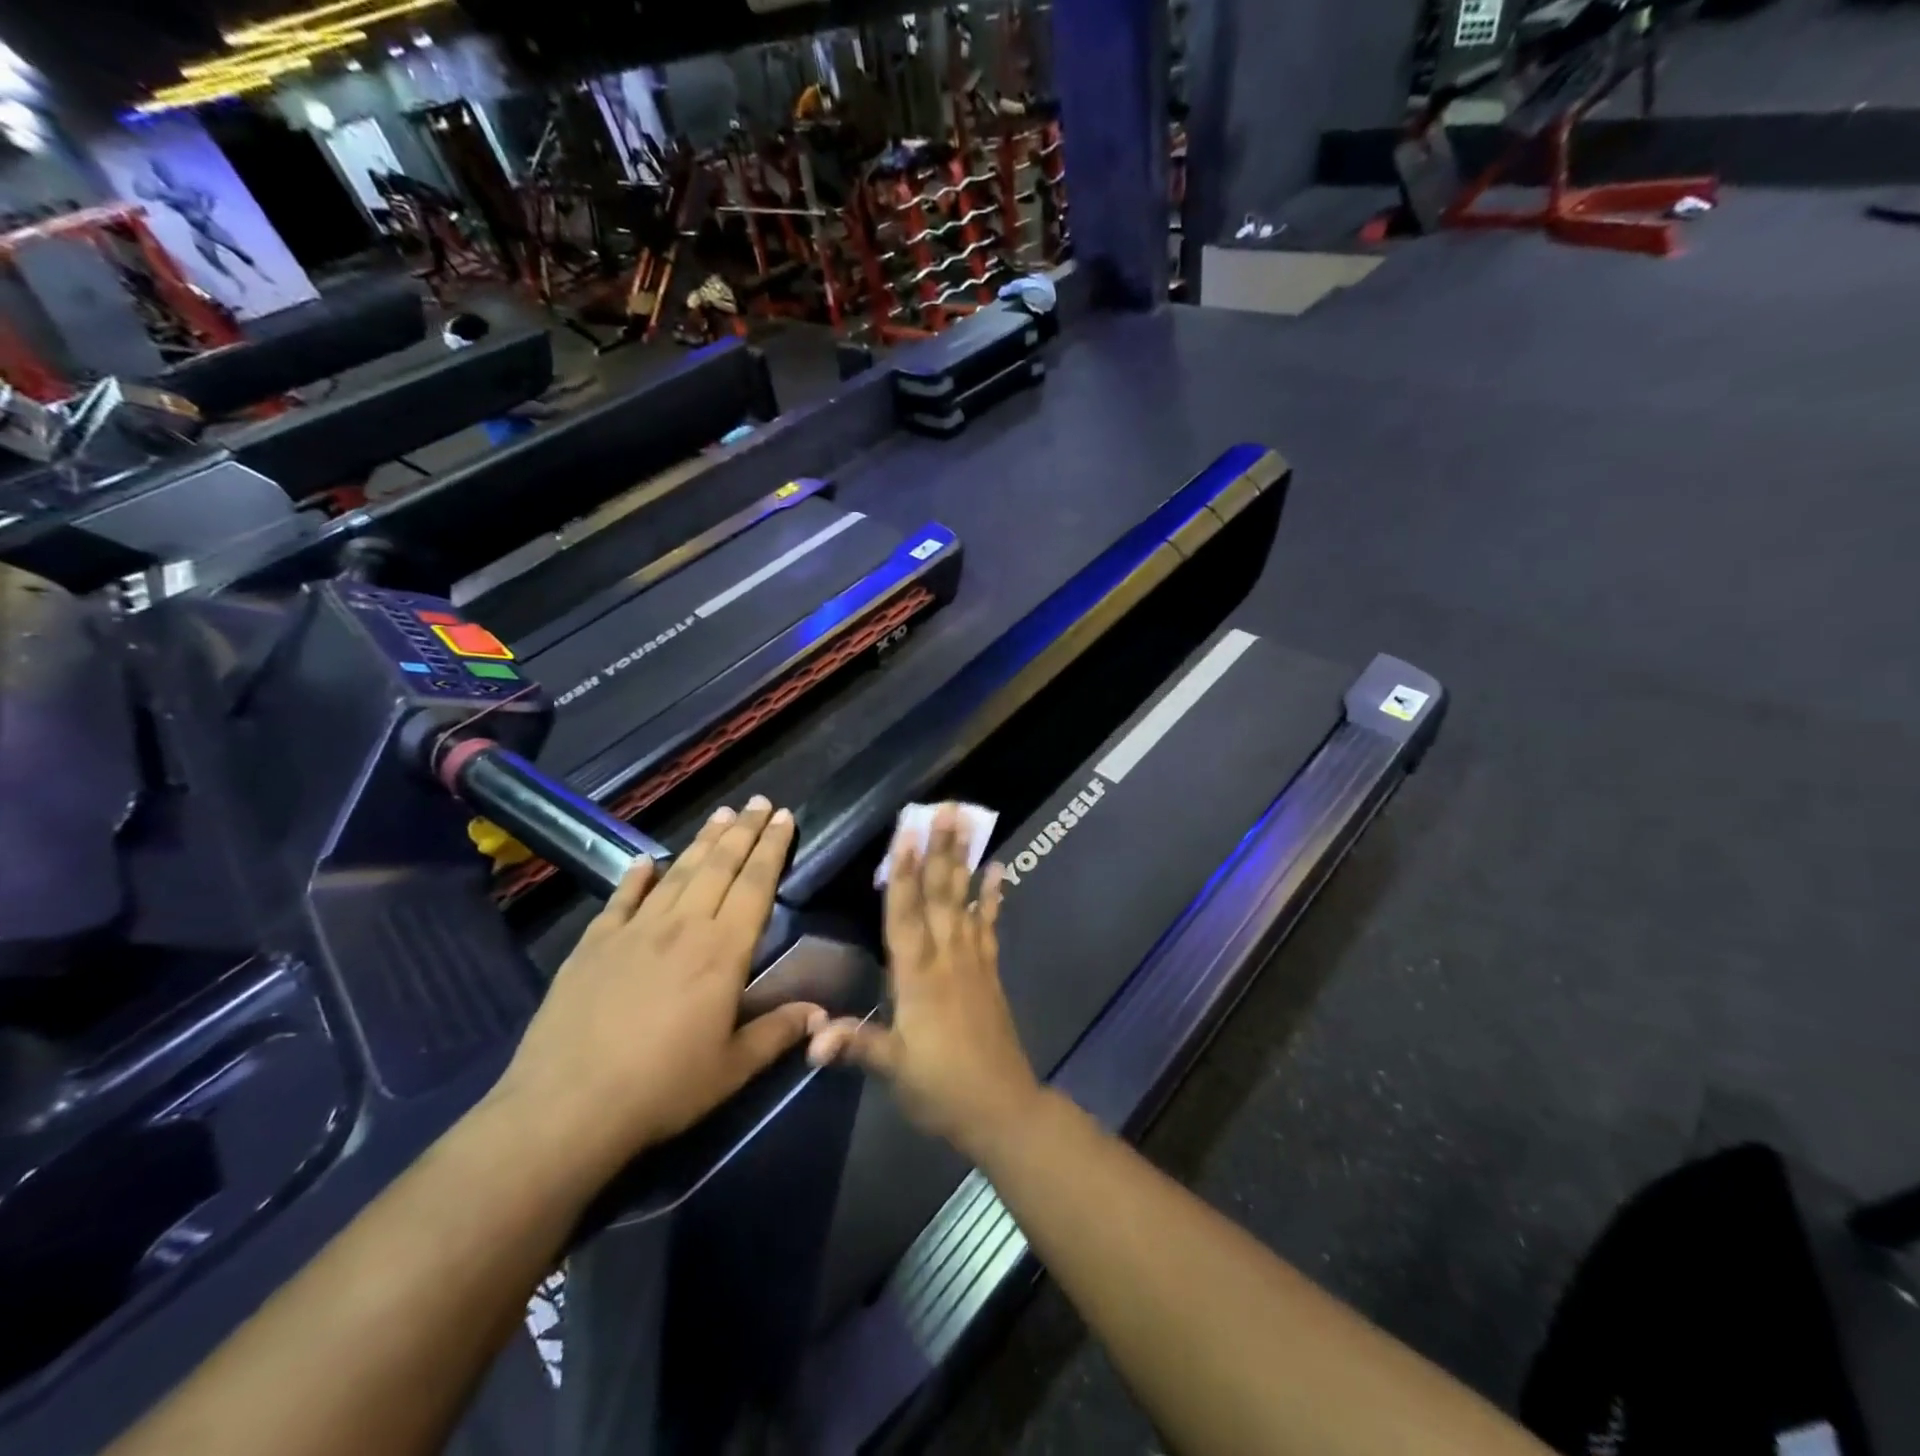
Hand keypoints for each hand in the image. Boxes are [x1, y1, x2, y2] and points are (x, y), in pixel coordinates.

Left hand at [489, 797, 819, 1177]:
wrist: (567, 1107)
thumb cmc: (663, 1088)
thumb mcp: (733, 1068)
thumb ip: (778, 1033)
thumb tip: (823, 1014)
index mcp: (722, 951)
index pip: (756, 885)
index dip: (772, 848)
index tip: (784, 816)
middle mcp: (682, 927)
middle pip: (719, 866)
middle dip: (744, 832)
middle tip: (758, 801)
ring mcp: (634, 931)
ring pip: (677, 873)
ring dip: (702, 842)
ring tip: (721, 815)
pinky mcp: (593, 944)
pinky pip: (621, 899)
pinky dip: (636, 877)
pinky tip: (646, 861)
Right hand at [807, 804, 1044, 1162]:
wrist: (1001, 1109)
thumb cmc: (941, 1088)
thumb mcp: (894, 1069)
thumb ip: (856, 1045)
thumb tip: (810, 1040)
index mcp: (918, 977)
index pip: (906, 915)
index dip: (902, 874)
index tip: (905, 834)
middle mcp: (947, 958)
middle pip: (941, 896)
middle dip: (941, 851)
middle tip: (946, 810)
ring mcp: (973, 962)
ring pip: (966, 902)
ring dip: (965, 862)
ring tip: (970, 824)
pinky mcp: (990, 972)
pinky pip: (990, 926)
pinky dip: (994, 898)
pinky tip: (999, 870)